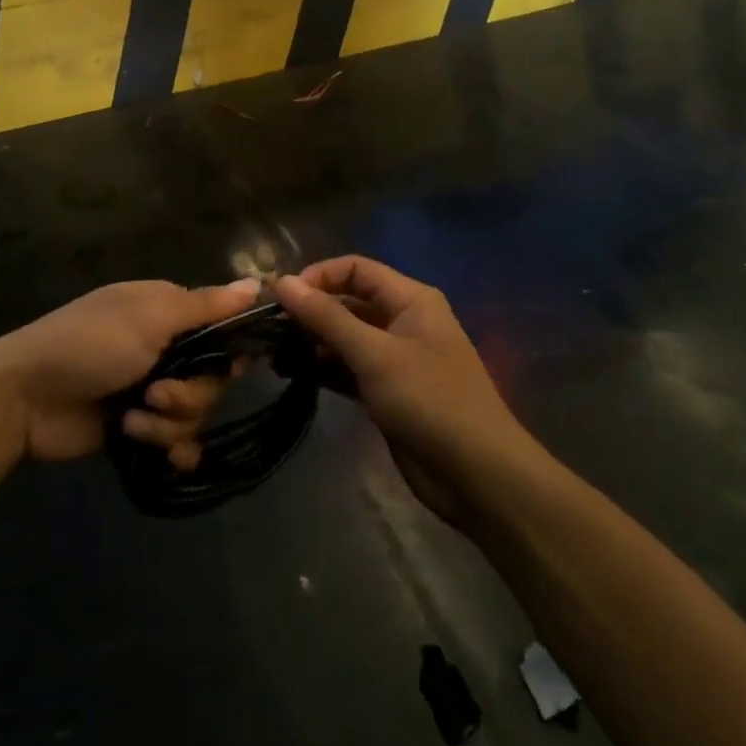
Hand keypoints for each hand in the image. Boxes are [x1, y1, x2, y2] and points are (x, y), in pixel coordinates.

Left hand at [0, 279, 260, 465]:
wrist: (24, 398)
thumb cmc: (89, 344)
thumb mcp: (149, 317)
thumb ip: (205, 306)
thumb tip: (258, 284)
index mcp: (166, 311)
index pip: (222, 328)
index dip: (231, 349)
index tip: (233, 366)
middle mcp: (164, 347)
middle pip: (212, 378)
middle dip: (190, 393)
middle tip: (157, 394)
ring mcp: (149, 390)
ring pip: (194, 413)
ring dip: (168, 423)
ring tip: (133, 421)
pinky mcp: (136, 428)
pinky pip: (176, 442)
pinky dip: (171, 448)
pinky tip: (160, 455)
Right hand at [275, 257, 524, 525]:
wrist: (477, 476)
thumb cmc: (430, 401)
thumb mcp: (375, 354)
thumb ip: (327, 318)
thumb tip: (282, 282)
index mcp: (410, 299)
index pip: (356, 269)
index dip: (318, 276)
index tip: (281, 297)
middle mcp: (402, 320)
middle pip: (348, 301)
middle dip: (310, 310)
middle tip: (268, 327)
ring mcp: (394, 358)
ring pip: (345, 337)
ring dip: (312, 341)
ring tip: (272, 351)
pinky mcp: (386, 391)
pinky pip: (348, 368)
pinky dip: (323, 368)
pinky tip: (291, 373)